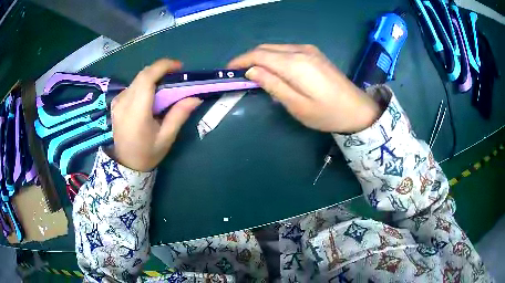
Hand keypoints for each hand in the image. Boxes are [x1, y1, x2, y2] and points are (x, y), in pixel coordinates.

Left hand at [111, 59, 201, 171]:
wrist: (125, 164)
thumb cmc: (147, 154)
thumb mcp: (166, 137)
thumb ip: (179, 115)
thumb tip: (195, 97)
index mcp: (136, 113)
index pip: (146, 78)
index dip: (163, 66)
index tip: (179, 67)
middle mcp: (123, 103)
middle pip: (142, 75)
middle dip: (161, 70)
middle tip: (176, 76)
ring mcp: (117, 102)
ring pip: (138, 79)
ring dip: (153, 77)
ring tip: (166, 86)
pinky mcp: (116, 103)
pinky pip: (133, 86)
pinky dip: (145, 84)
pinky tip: (151, 95)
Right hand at [228, 44, 380, 132]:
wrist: (357, 109)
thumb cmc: (327, 113)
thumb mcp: (297, 106)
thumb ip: (273, 85)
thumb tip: (252, 71)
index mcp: (295, 64)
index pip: (259, 55)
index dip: (241, 61)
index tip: (228, 70)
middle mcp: (300, 50)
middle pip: (266, 48)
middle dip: (249, 58)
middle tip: (239, 74)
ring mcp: (309, 50)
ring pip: (276, 48)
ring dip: (261, 58)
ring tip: (254, 74)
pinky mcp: (314, 53)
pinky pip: (287, 50)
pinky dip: (274, 58)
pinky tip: (273, 70)